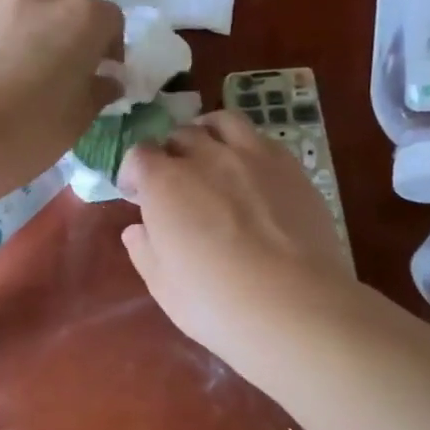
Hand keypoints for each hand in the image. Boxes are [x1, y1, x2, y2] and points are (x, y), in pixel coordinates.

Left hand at [0, 0, 122, 201]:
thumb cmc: (28, 133)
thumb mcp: (76, 121)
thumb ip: (97, 92)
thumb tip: (108, 80)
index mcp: (82, 19)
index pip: (111, 19)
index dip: (111, 45)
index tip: (103, 71)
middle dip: (75, 20)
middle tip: (66, 57)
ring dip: (34, 3)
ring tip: (27, 38)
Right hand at [119, 110, 360, 380]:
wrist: (295, 306)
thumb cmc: (216, 303)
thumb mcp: (164, 287)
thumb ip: (145, 251)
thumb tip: (137, 230)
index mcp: (165, 184)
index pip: (139, 155)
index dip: (134, 173)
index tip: (136, 196)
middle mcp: (206, 157)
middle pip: (180, 135)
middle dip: (170, 154)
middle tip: (174, 182)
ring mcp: (253, 156)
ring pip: (223, 122)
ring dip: (208, 134)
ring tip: (211, 156)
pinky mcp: (291, 167)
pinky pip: (261, 139)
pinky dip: (246, 147)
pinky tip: (251, 173)